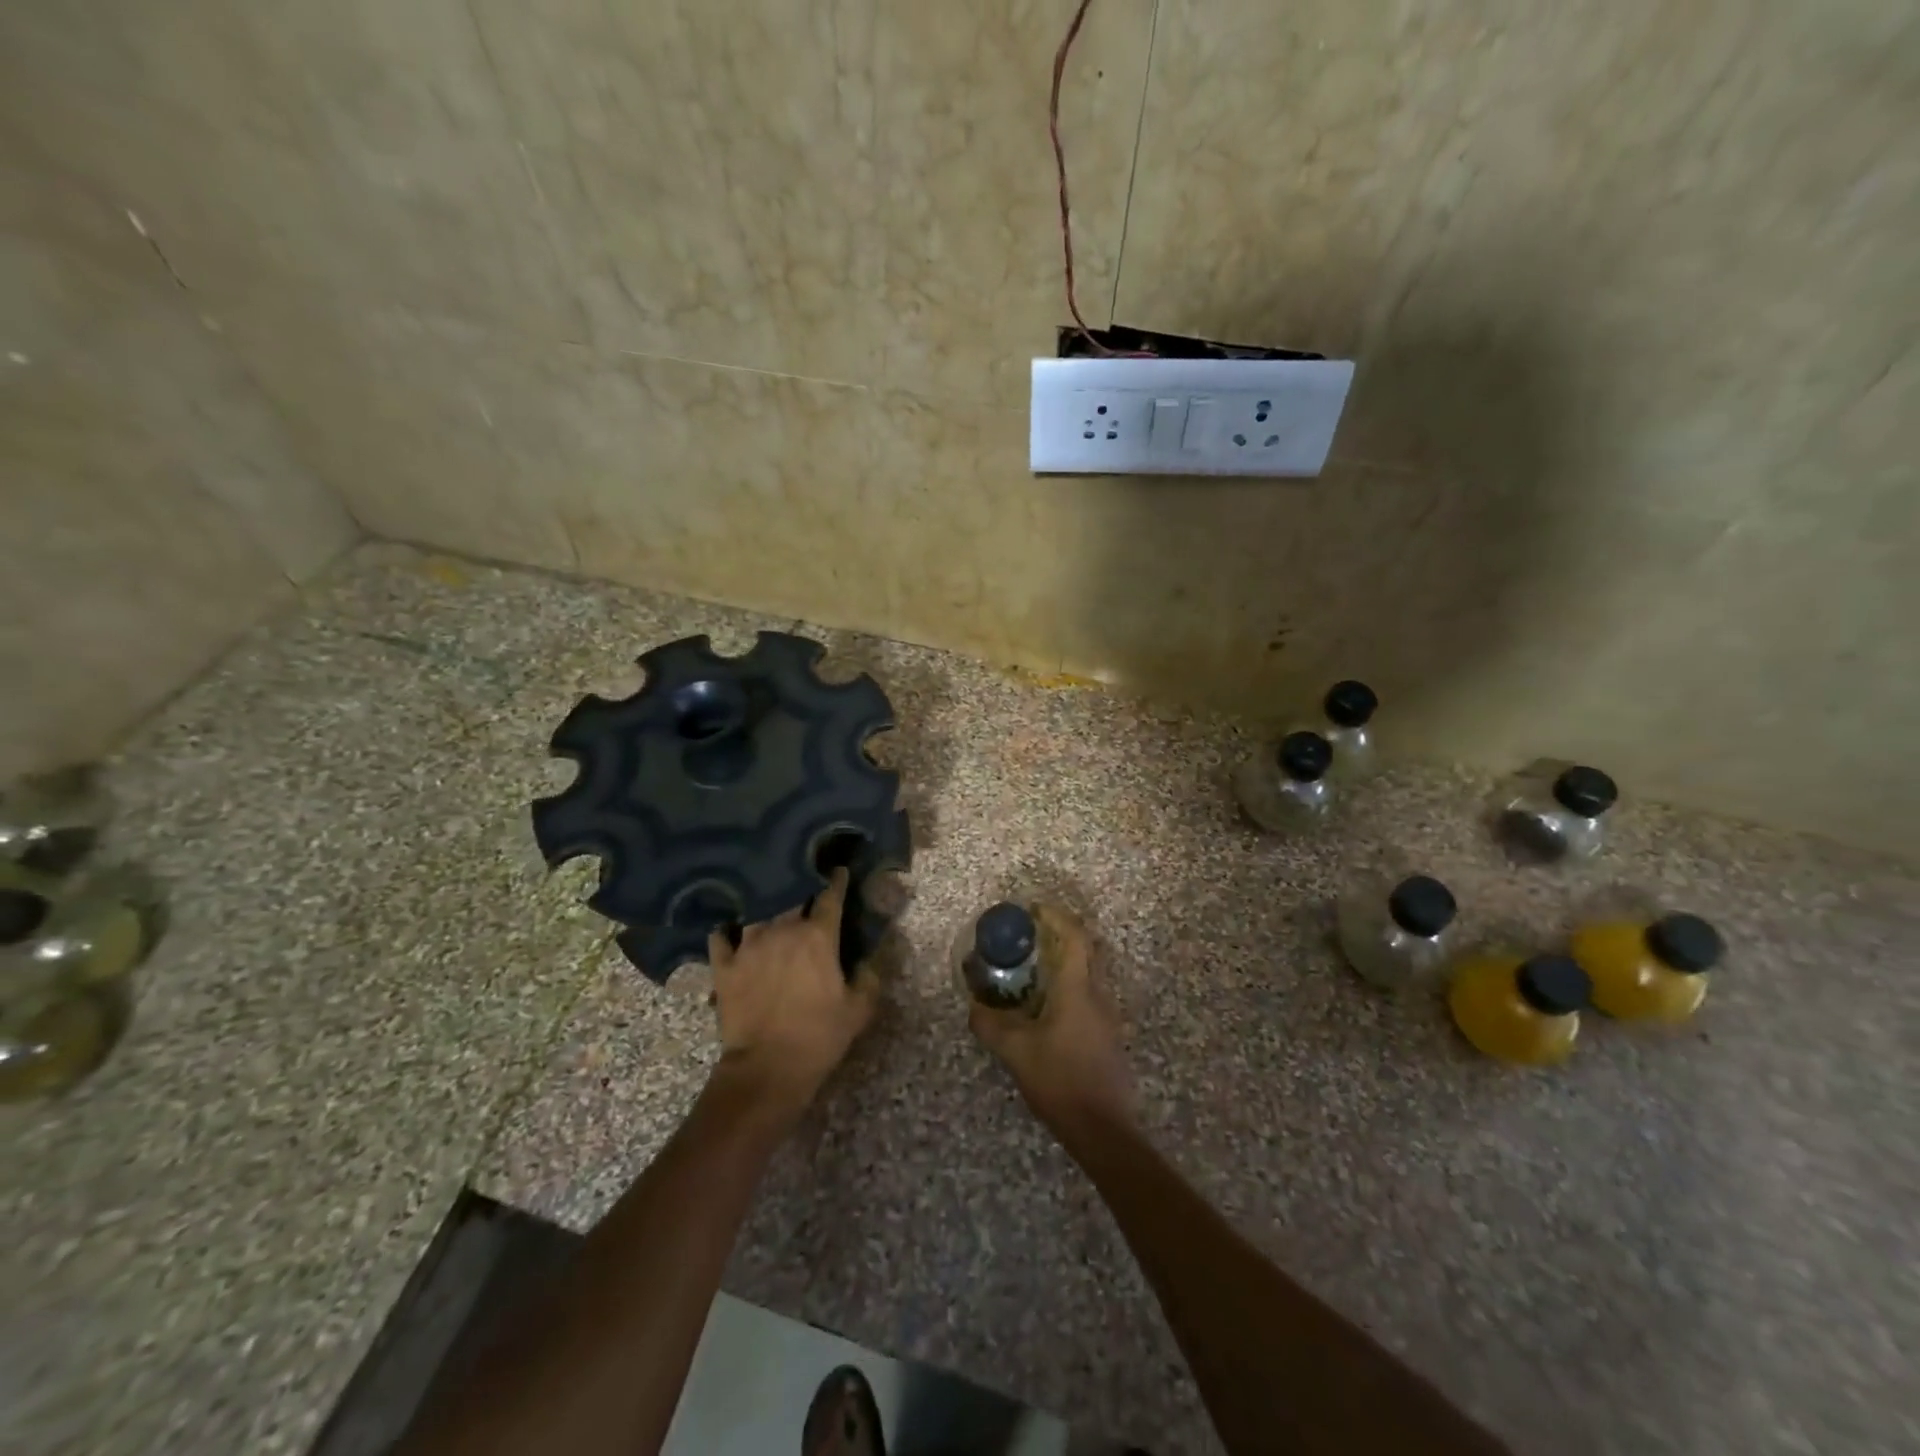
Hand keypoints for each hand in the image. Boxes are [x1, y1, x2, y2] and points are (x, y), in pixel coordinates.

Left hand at [706, 868, 879, 1122]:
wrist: (767, 1068)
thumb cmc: (819, 1036)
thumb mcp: (859, 1009)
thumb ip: (868, 976)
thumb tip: (866, 957)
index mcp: (818, 936)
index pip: (830, 895)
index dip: (836, 880)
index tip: (838, 870)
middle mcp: (782, 929)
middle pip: (791, 894)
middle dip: (799, 884)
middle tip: (803, 881)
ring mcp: (748, 945)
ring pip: (756, 909)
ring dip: (765, 903)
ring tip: (767, 899)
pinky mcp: (724, 965)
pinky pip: (721, 935)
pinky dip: (726, 929)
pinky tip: (730, 929)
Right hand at [969, 902, 1133, 1134]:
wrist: (1103, 1129)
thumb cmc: (1060, 1081)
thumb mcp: (1016, 1053)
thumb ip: (991, 1026)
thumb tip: (973, 1007)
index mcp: (1078, 990)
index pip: (1075, 937)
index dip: (1057, 917)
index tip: (1035, 908)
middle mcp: (1098, 995)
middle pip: (1087, 949)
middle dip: (1063, 934)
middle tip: (1033, 934)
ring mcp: (1107, 1016)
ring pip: (1090, 973)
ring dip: (1067, 961)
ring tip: (1036, 967)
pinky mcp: (1108, 1035)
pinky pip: (1090, 994)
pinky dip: (1071, 985)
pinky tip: (1048, 1005)